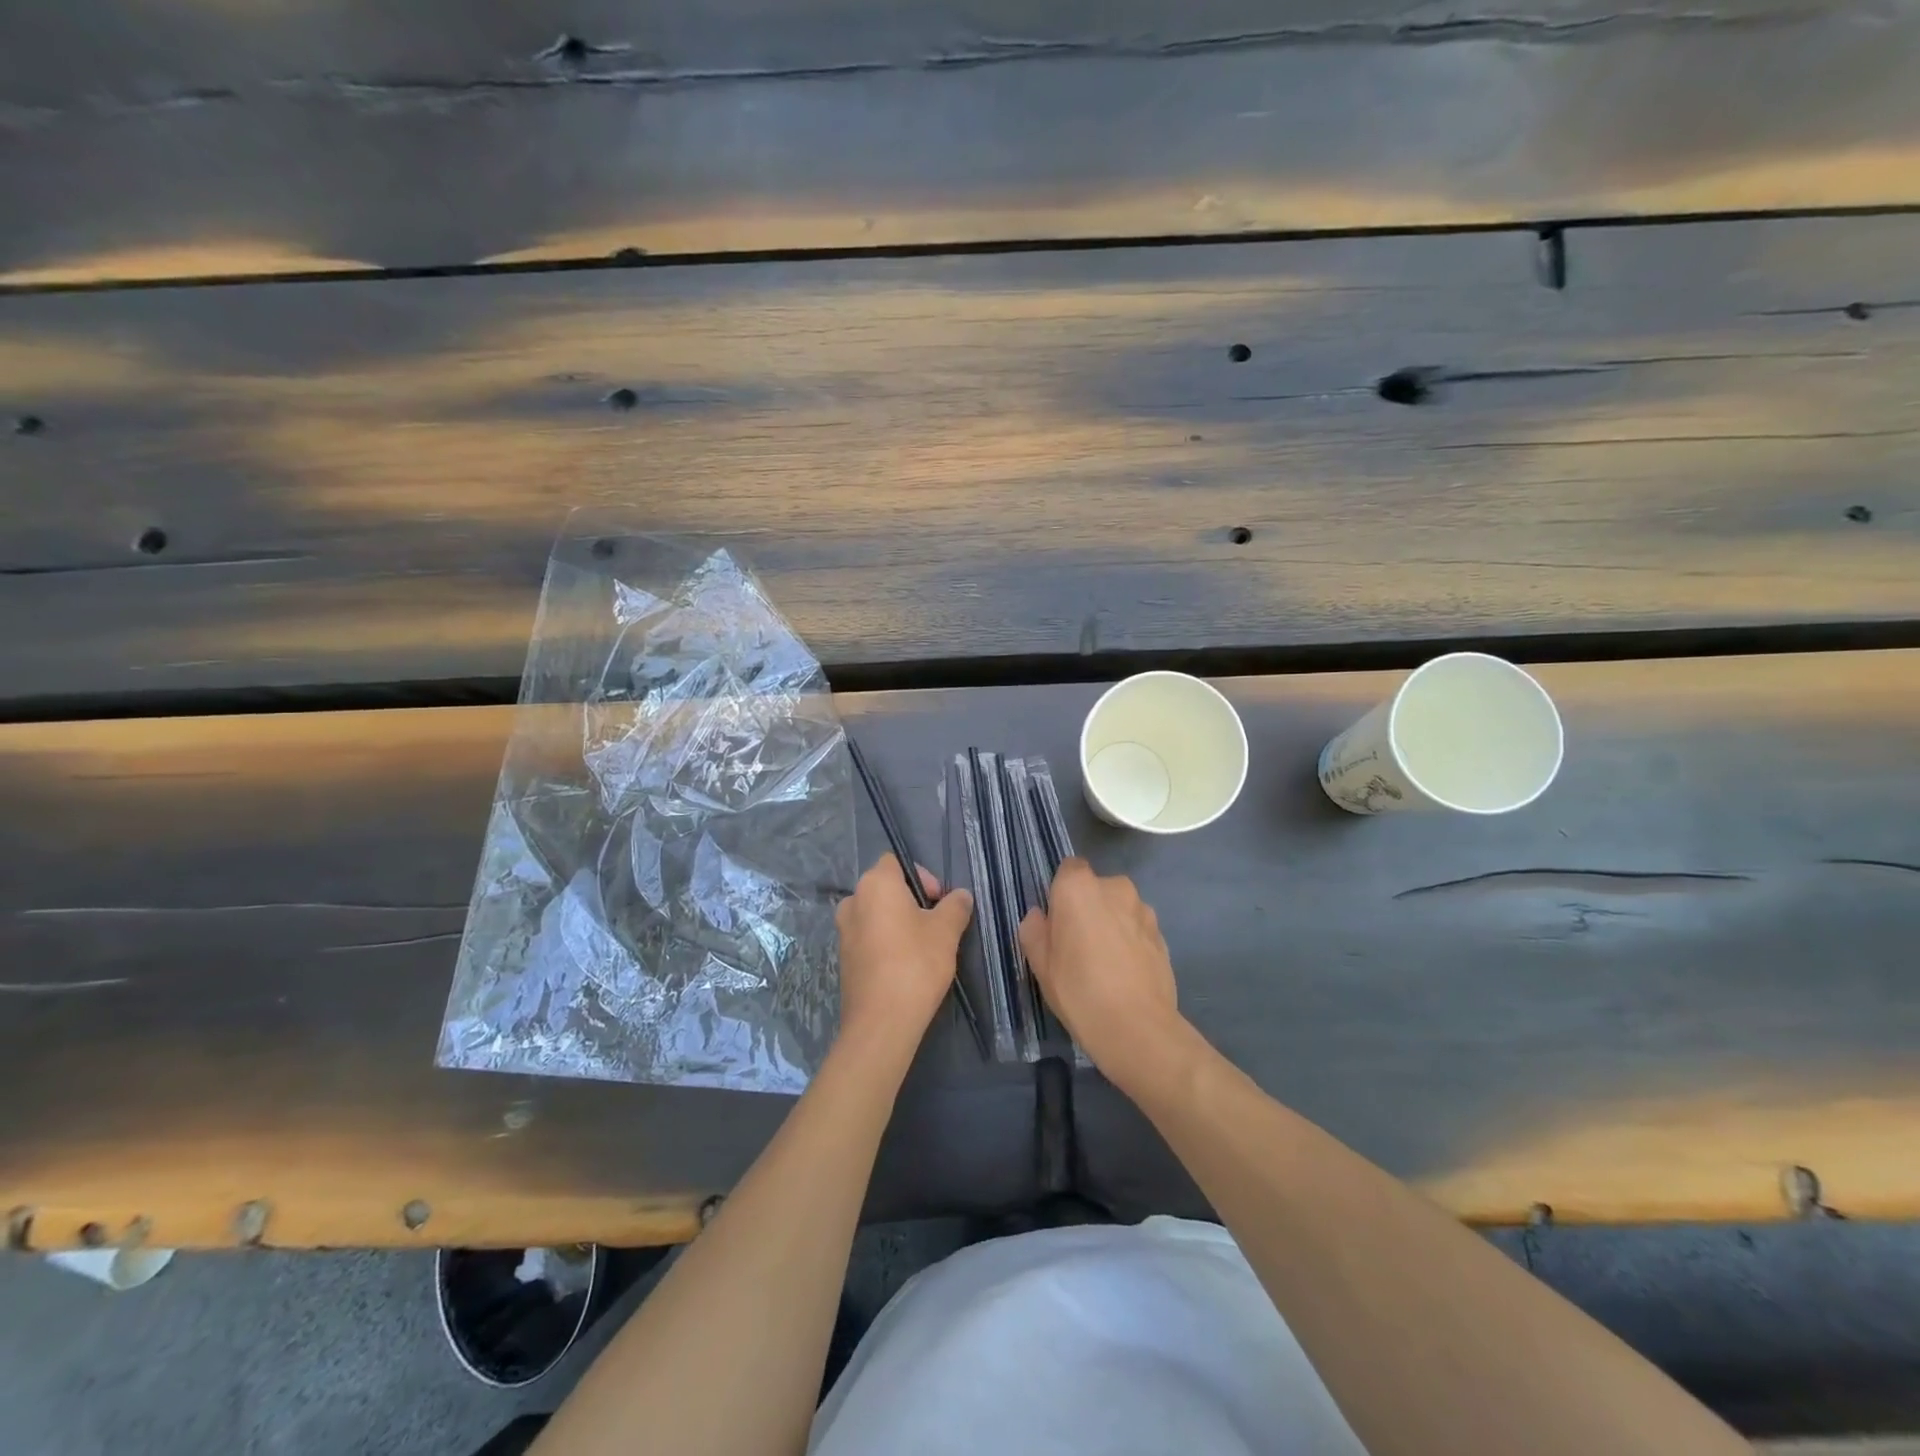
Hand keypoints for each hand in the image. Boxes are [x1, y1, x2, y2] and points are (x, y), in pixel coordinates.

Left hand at [835, 855, 972, 1053]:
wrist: (882, 1021)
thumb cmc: (916, 963)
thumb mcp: (947, 931)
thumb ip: (956, 906)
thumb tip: (961, 896)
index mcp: (875, 884)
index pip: (896, 862)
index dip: (922, 875)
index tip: (939, 900)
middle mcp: (853, 901)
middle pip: (886, 887)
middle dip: (912, 899)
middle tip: (936, 922)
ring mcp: (844, 931)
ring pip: (876, 914)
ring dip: (898, 921)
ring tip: (923, 945)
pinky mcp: (844, 957)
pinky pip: (868, 936)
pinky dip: (886, 941)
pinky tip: (905, 964)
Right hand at [1019, 858, 1183, 1091]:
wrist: (1137, 1028)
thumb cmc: (1079, 990)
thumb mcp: (1040, 964)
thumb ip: (1034, 930)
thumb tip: (1040, 916)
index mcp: (1079, 887)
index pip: (1068, 869)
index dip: (1061, 892)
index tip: (1056, 921)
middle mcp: (1115, 888)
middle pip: (1095, 888)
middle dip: (1087, 908)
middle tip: (1077, 946)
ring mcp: (1144, 910)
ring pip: (1119, 909)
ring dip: (1111, 924)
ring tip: (1105, 964)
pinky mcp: (1163, 935)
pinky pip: (1137, 929)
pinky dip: (1130, 942)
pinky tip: (1125, 974)